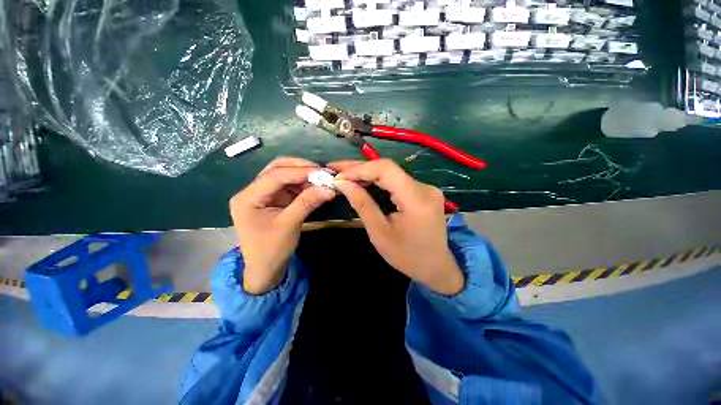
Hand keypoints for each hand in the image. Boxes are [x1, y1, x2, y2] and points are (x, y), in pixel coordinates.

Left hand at [230, 157, 335, 293]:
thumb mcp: (289, 225)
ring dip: (302, 176)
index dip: (300, 172)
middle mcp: (252, 191)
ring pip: (283, 176)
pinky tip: (314, 187)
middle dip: (300, 169)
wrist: (265, 270)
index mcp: (248, 198)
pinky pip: (288, 186)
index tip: (322, 172)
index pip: (275, 176)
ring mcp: (262, 195)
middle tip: (321, 172)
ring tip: (321, 180)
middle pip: (276, 169)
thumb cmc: (271, 250)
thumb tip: (329, 189)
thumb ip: (307, 203)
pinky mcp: (272, 200)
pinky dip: (302, 185)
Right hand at [328, 159, 463, 295]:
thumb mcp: (380, 233)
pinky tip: (362, 182)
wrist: (436, 268)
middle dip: (359, 168)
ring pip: (391, 173)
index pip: (386, 169)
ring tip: (344, 173)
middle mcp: (425, 187)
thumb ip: (362, 204)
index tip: (338, 175)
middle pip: (388, 169)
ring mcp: (426, 188)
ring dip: (367, 173)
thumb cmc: (407, 256)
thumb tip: (342, 182)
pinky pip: (396, 181)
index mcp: (417, 199)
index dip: (360, 169)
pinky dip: (377, 181)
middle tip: (335, 168)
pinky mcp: (423, 192)